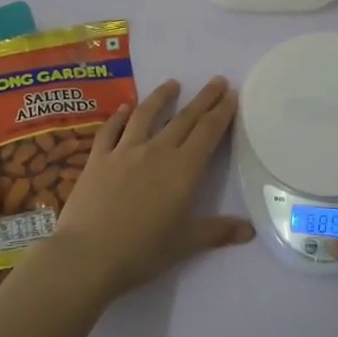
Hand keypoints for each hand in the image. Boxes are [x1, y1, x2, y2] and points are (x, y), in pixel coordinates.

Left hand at [44, 76, 252, 301]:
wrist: (87, 256)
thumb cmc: (142, 252)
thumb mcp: (185, 244)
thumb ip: (218, 232)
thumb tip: (250, 231)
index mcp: (183, 170)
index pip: (207, 132)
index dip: (221, 112)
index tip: (231, 94)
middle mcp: (157, 152)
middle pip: (184, 118)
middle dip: (203, 98)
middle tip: (216, 80)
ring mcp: (124, 152)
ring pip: (146, 115)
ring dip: (161, 97)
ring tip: (172, 84)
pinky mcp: (98, 159)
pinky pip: (110, 130)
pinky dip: (119, 116)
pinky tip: (124, 108)